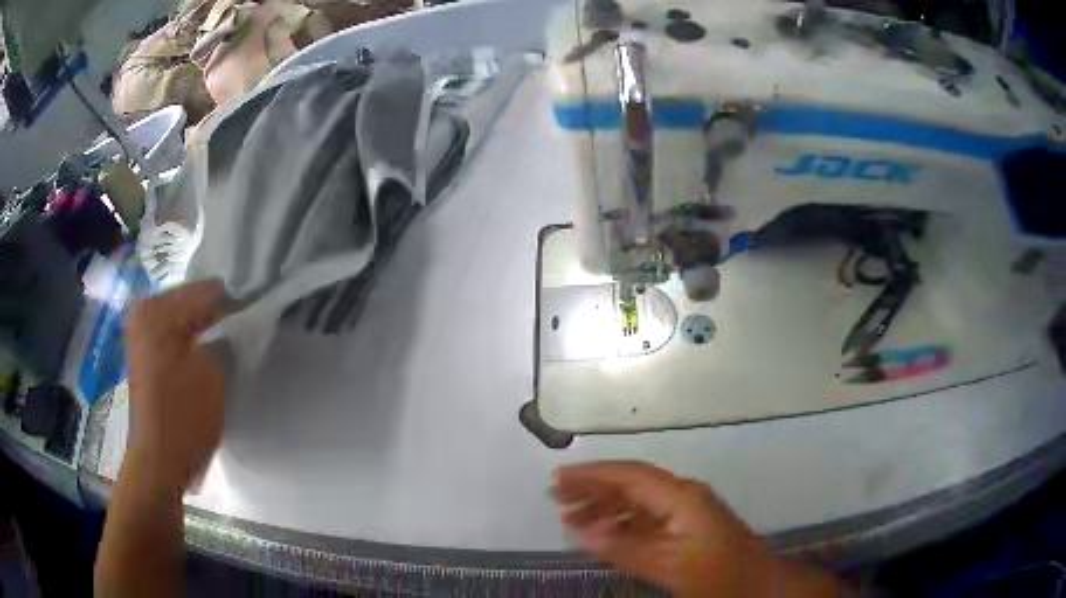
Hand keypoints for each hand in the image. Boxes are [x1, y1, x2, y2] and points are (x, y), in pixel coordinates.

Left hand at [124, 280, 229, 490]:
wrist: (159, 460)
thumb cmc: (185, 416)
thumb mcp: (215, 373)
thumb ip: (227, 339)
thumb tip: (233, 327)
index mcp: (158, 309)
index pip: (207, 290)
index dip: (234, 307)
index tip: (252, 325)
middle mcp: (143, 312)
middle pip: (190, 299)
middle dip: (215, 316)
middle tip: (236, 338)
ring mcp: (138, 332)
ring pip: (180, 317)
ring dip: (201, 329)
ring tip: (220, 350)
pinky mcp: (141, 353)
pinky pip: (170, 333)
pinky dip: (188, 341)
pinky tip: (200, 359)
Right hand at [554, 462, 841, 596]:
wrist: (759, 585)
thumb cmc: (718, 575)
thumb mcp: (670, 566)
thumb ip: (626, 549)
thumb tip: (583, 533)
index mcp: (682, 497)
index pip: (630, 475)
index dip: (593, 475)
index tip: (559, 478)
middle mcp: (683, 496)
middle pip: (632, 484)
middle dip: (594, 488)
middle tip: (555, 497)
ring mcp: (686, 512)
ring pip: (637, 502)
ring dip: (604, 507)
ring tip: (569, 517)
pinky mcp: (686, 528)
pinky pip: (646, 519)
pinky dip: (621, 524)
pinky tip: (602, 534)